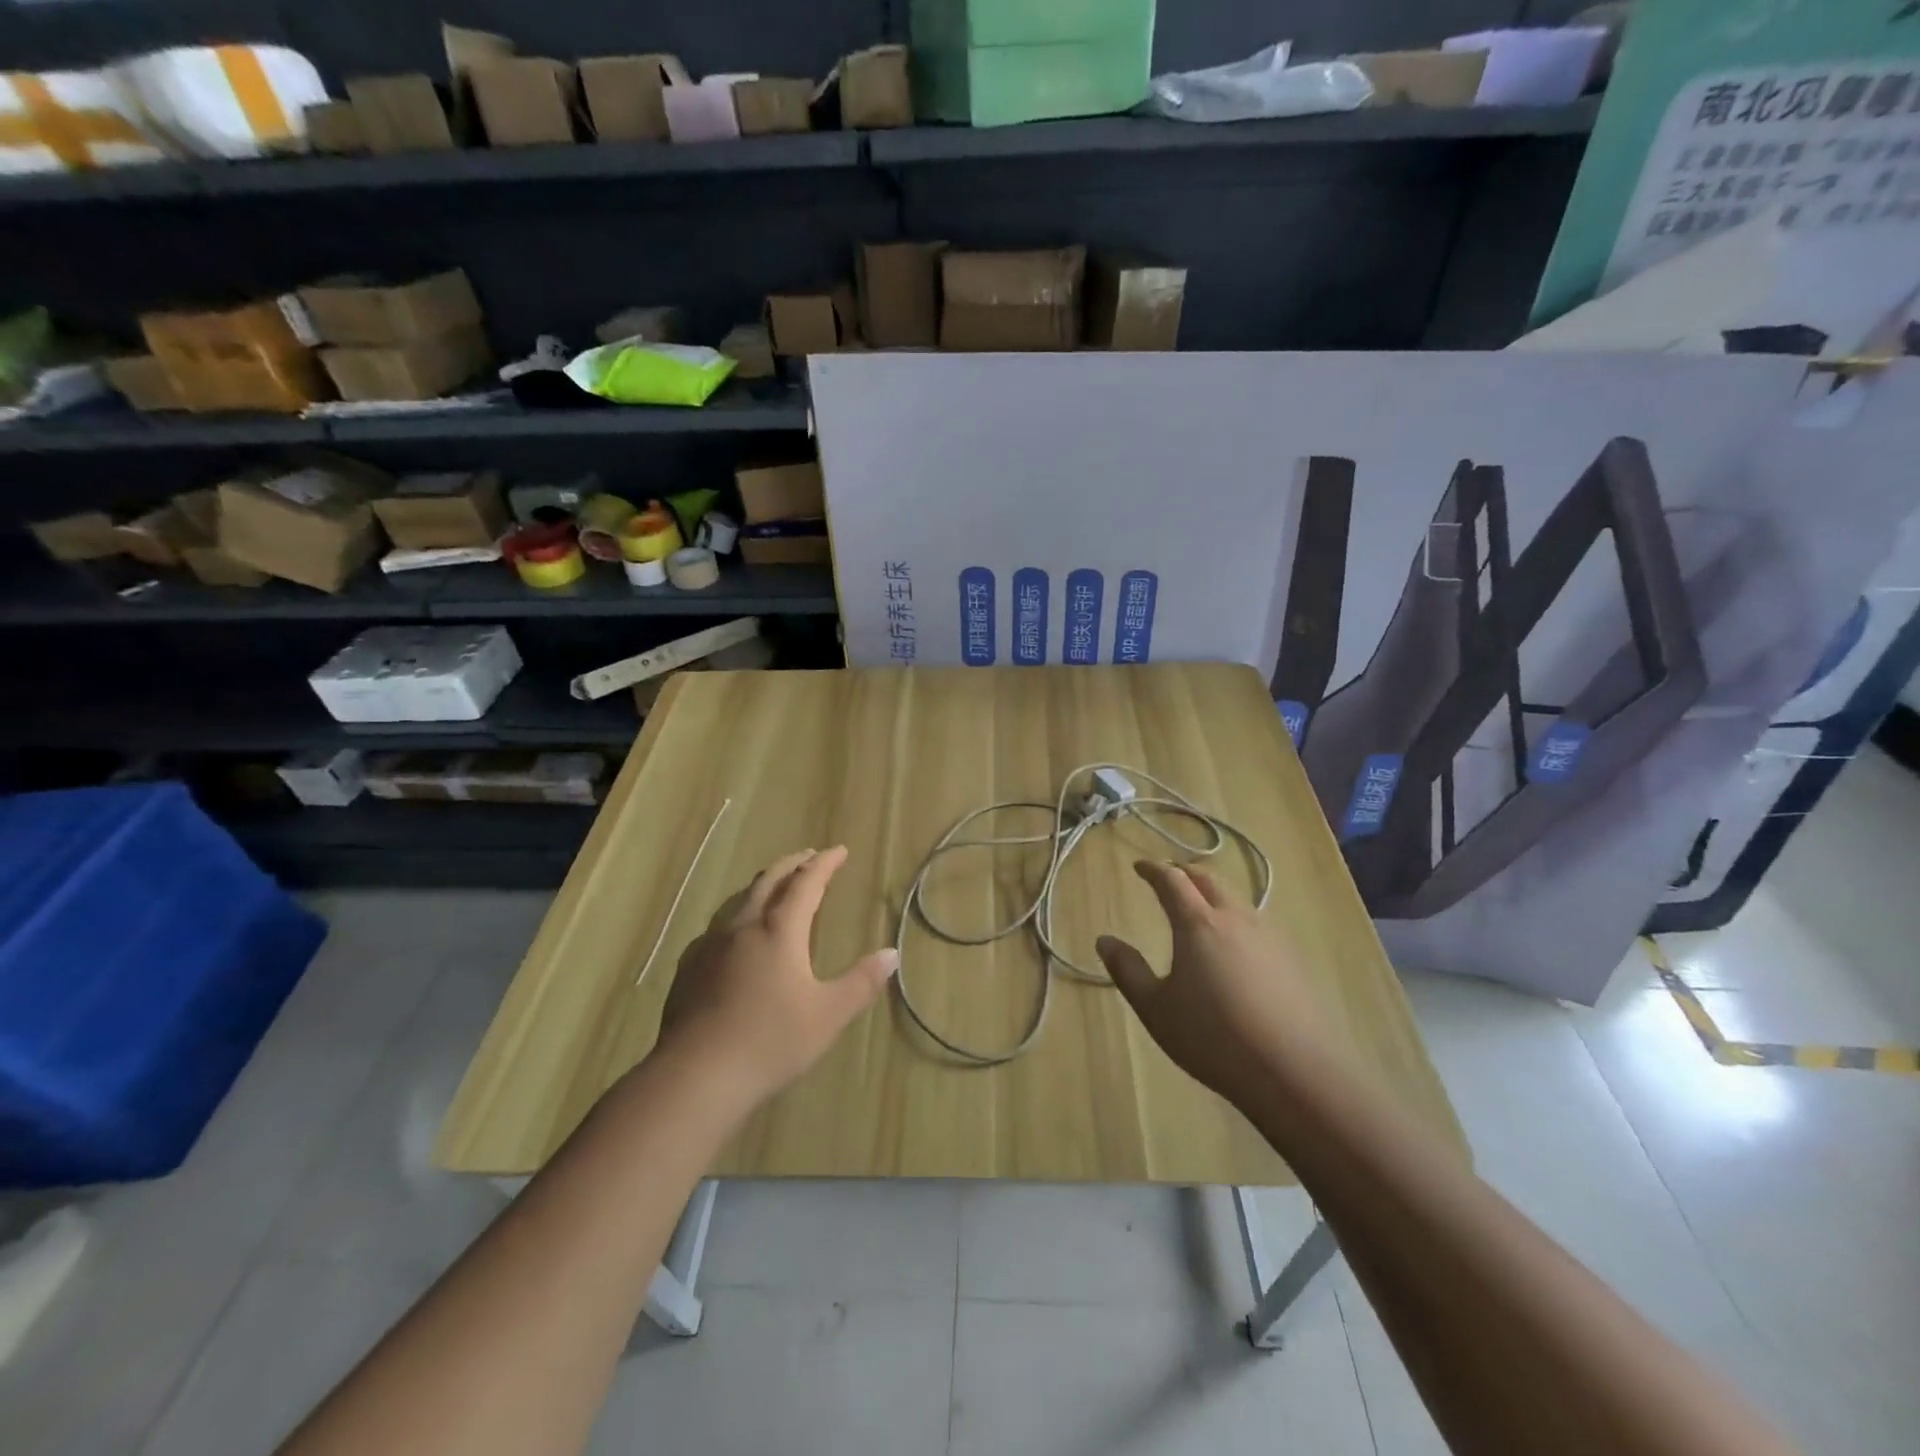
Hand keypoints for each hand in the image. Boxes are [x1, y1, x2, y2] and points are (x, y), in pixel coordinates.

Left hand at [655, 846, 897, 1108]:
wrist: (696, 1076)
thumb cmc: (771, 1042)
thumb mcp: (828, 1015)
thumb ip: (861, 982)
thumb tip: (891, 954)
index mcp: (779, 931)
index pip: (806, 883)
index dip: (824, 864)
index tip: (839, 851)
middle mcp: (743, 927)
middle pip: (769, 882)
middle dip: (792, 865)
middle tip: (809, 857)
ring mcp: (711, 947)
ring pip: (740, 901)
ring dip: (763, 886)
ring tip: (775, 888)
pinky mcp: (689, 969)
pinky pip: (717, 928)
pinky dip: (737, 917)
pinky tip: (735, 937)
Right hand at [1096, 861, 1331, 1107]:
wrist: (1295, 1071)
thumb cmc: (1213, 1037)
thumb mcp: (1155, 1008)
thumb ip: (1127, 970)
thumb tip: (1104, 940)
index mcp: (1197, 923)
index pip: (1172, 880)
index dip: (1153, 870)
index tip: (1139, 867)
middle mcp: (1235, 918)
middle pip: (1208, 879)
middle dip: (1184, 872)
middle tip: (1168, 878)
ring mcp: (1269, 936)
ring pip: (1236, 898)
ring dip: (1212, 893)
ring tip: (1199, 907)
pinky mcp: (1292, 959)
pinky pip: (1256, 922)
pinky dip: (1235, 918)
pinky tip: (1234, 944)